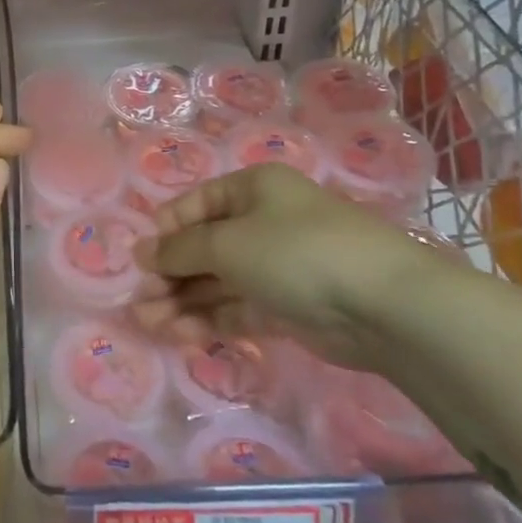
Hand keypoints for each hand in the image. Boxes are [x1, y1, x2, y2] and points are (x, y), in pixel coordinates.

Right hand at [137, 164, 434, 369]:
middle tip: (140, 301)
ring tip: (148, 323)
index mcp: (253, 189)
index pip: (196, 204)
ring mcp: (277, 266)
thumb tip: (142, 252)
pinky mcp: (288, 306)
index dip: (166, 230)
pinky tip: (181, 333)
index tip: (140, 260)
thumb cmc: (295, 252)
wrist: (382, 306)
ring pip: (218, 281)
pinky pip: (238, 307)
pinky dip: (210, 319)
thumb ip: (179, 250)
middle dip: (169, 273)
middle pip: (204, 246)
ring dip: (182, 300)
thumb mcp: (227, 243)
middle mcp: (264, 222)